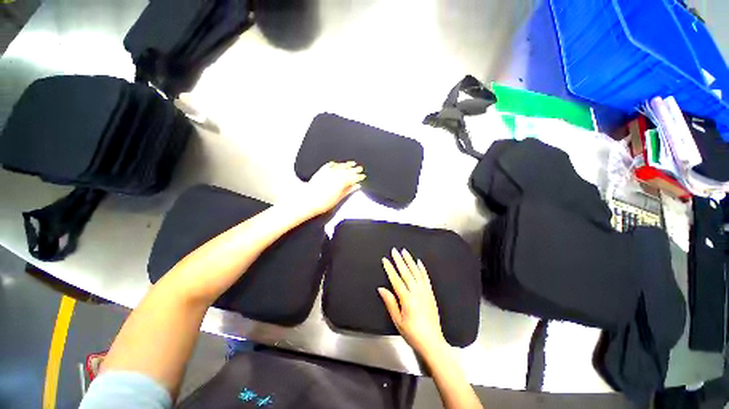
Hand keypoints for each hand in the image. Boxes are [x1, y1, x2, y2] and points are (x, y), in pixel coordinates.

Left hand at [300, 161, 365, 215]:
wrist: (308, 202)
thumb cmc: (323, 202)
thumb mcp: (339, 197)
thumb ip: (349, 190)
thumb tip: (356, 186)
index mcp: (342, 181)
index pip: (353, 177)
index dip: (359, 176)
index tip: (363, 176)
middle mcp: (335, 174)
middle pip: (348, 170)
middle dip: (355, 169)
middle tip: (360, 168)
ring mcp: (328, 172)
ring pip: (340, 166)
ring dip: (347, 164)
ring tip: (352, 163)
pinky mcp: (321, 171)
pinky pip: (329, 165)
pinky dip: (334, 164)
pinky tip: (336, 163)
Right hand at [378, 248, 447, 358]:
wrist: (432, 342)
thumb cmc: (413, 333)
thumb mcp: (398, 321)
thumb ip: (390, 302)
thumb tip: (381, 289)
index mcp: (407, 299)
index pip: (396, 280)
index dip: (390, 269)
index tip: (385, 260)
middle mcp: (417, 293)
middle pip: (406, 273)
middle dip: (399, 260)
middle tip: (394, 251)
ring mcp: (425, 292)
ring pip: (416, 272)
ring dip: (410, 261)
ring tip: (405, 252)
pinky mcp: (431, 294)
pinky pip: (426, 278)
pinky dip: (422, 269)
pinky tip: (419, 262)